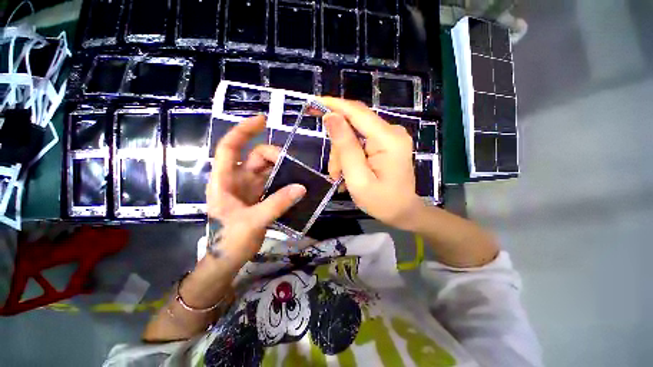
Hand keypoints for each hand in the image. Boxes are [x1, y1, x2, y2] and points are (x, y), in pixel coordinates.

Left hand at [206, 115, 305, 266]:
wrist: (227, 260)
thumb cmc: (230, 241)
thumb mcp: (252, 222)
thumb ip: (276, 204)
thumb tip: (301, 187)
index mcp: (224, 181)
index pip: (230, 148)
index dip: (243, 131)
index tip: (263, 120)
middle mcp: (236, 180)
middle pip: (255, 157)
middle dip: (273, 156)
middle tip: (291, 164)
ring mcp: (249, 188)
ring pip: (266, 169)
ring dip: (281, 168)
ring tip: (297, 174)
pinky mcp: (259, 196)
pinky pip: (272, 181)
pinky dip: (283, 180)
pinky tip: (294, 184)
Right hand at [320, 97, 423, 229]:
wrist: (402, 211)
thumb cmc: (381, 201)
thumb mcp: (358, 178)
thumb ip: (345, 147)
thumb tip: (331, 117)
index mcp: (388, 139)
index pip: (357, 112)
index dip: (333, 105)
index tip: (312, 103)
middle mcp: (391, 131)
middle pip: (353, 126)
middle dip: (338, 148)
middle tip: (334, 173)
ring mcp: (388, 137)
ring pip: (353, 136)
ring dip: (342, 156)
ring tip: (342, 178)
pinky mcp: (385, 143)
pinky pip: (359, 142)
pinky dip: (349, 157)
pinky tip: (348, 173)